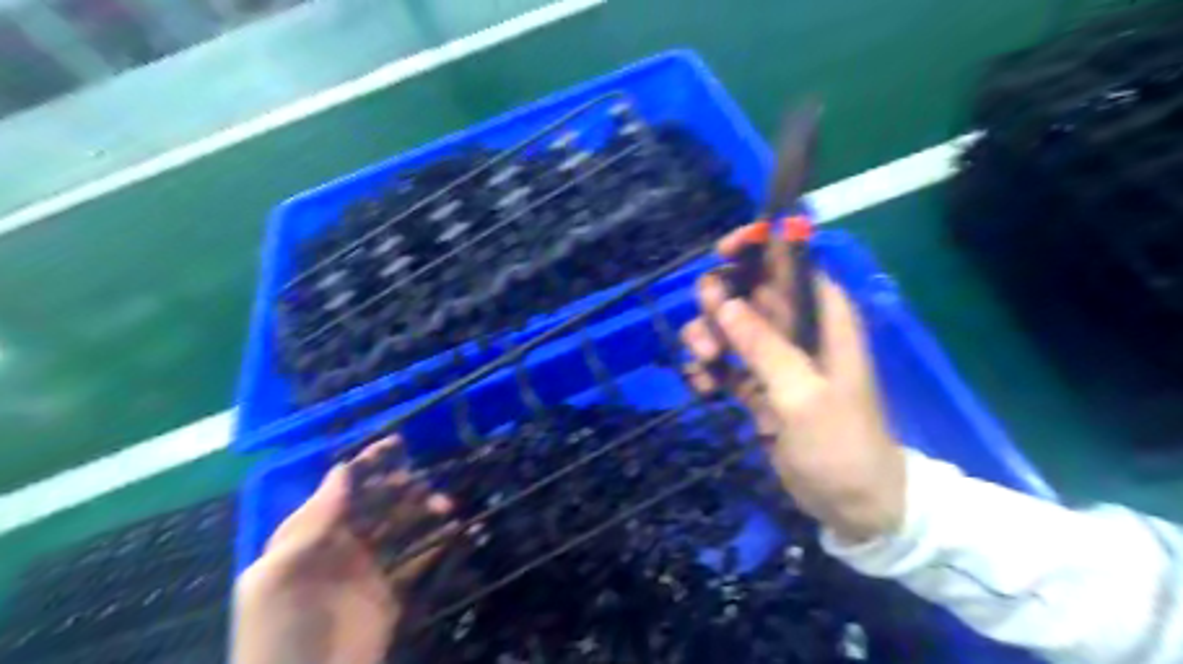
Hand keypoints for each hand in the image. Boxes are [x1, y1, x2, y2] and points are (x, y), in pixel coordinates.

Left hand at [233, 439, 453, 663]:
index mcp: (309, 536)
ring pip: (400, 526)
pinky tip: (456, 532)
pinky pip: (417, 559)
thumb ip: (310, 523)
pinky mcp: (390, 592)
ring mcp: (367, 569)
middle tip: (425, 485)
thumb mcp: (278, 577)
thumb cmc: (280, 633)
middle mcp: (340, 545)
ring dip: (424, 511)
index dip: (367, 464)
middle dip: (402, 487)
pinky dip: (437, 544)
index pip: (341, 489)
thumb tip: (341, 470)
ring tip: (446, 507)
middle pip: (376, 503)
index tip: (397, 444)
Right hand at [680, 228, 908, 544]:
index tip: (721, 255)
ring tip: (704, 367)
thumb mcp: (802, 395)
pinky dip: (707, 368)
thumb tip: (724, 302)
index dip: (758, 246)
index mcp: (823, 316)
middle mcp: (798, 328)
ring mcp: (774, 357)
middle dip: (718, 303)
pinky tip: (701, 387)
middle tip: (708, 336)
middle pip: (748, 290)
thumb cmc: (841, 445)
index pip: (791, 261)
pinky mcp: (757, 384)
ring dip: (707, 338)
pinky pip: (723, 361)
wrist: (853, 504)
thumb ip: (763, 346)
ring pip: (728, 325)